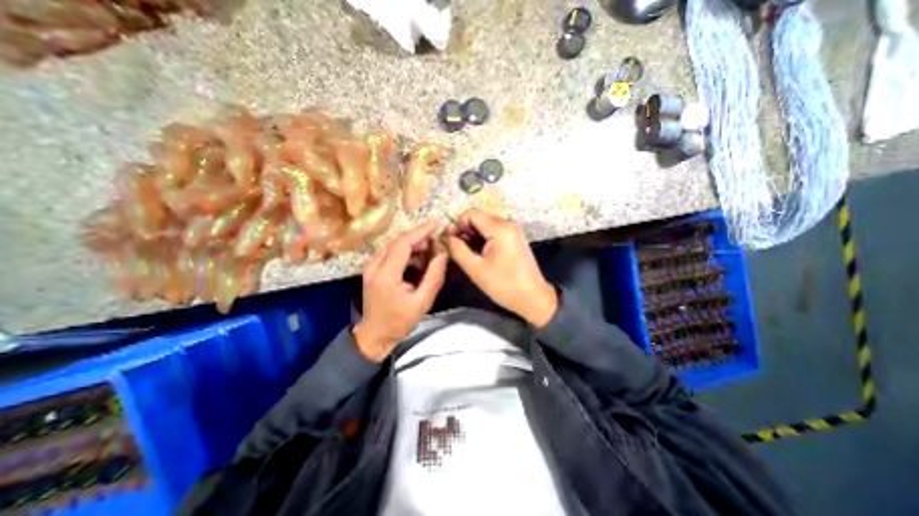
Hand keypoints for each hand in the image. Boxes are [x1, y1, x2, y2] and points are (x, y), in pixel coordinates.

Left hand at [352, 219, 446, 361]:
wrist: (374, 335)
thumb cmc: (399, 322)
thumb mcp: (422, 302)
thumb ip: (434, 277)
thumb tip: (443, 254)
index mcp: (386, 275)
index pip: (403, 244)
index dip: (420, 231)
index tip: (436, 223)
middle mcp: (374, 266)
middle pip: (397, 241)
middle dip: (419, 237)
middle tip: (436, 241)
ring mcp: (370, 267)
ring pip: (393, 245)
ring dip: (413, 245)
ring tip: (430, 252)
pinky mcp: (372, 269)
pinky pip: (390, 253)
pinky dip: (405, 252)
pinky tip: (417, 261)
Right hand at [445, 208, 559, 325]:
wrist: (533, 298)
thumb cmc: (504, 285)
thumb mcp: (476, 269)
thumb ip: (458, 249)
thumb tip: (446, 236)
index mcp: (500, 228)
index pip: (471, 213)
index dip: (457, 224)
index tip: (451, 241)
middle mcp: (508, 224)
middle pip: (479, 218)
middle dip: (465, 231)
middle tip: (457, 249)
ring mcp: (513, 230)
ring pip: (485, 225)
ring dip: (473, 237)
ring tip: (467, 254)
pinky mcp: (514, 238)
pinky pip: (493, 232)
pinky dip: (483, 240)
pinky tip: (479, 254)